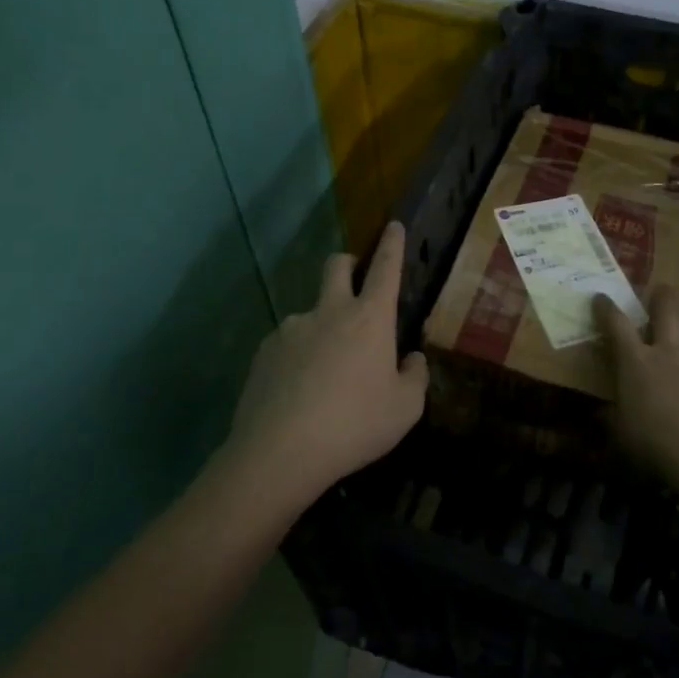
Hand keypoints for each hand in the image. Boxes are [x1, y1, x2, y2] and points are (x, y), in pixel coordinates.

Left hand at [226, 221, 427, 503]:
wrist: (280, 452)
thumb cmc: (355, 425)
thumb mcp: (404, 409)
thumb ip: (414, 377)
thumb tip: (411, 359)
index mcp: (370, 319)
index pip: (386, 269)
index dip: (392, 245)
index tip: (393, 225)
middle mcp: (329, 312)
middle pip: (336, 266)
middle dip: (348, 263)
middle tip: (354, 279)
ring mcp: (291, 329)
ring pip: (310, 312)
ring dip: (322, 326)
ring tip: (325, 373)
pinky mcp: (264, 352)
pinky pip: (288, 344)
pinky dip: (298, 356)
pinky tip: (298, 392)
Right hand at [593, 287, 678, 485]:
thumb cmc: (650, 441)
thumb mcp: (619, 434)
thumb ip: (612, 421)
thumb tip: (599, 416)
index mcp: (636, 362)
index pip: (616, 327)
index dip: (607, 310)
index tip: (600, 297)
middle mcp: (670, 357)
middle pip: (668, 317)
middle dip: (664, 301)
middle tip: (666, 288)